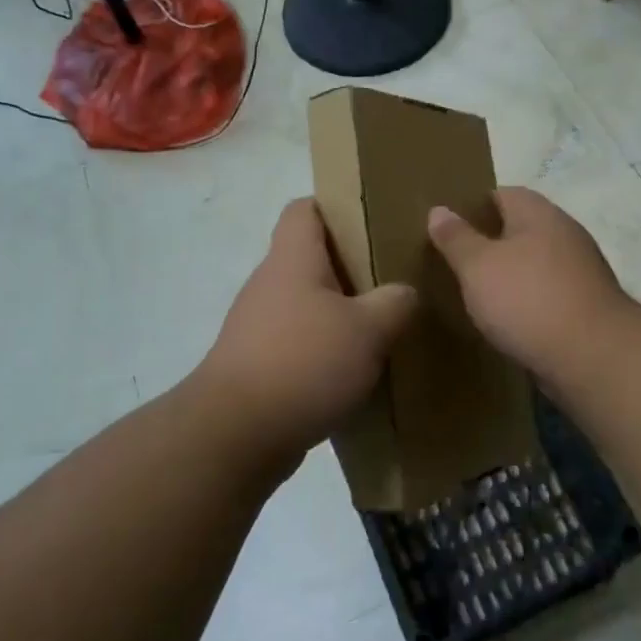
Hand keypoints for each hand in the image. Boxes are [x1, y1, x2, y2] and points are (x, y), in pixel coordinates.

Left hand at [195, 199, 417, 463]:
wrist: (236, 434)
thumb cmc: (304, 363)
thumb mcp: (368, 330)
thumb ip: (395, 303)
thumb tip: (405, 293)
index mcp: (292, 259)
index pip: (305, 209)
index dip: (336, 206)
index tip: (373, 222)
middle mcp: (270, 284)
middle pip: (311, 258)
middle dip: (352, 266)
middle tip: (393, 278)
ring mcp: (258, 326)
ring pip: (307, 304)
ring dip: (341, 313)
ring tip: (383, 327)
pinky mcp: (258, 364)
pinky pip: (299, 343)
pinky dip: (325, 350)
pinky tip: (355, 371)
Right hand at [427, 187, 631, 382]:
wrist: (593, 357)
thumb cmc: (528, 299)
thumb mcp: (478, 266)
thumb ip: (456, 238)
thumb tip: (438, 210)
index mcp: (539, 214)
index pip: (502, 193)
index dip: (473, 205)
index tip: (447, 225)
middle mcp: (565, 234)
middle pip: (520, 227)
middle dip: (490, 241)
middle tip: (454, 259)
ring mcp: (580, 271)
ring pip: (534, 262)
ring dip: (509, 273)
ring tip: (475, 291)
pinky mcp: (586, 305)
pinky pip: (547, 293)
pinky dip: (526, 300)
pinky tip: (506, 319)